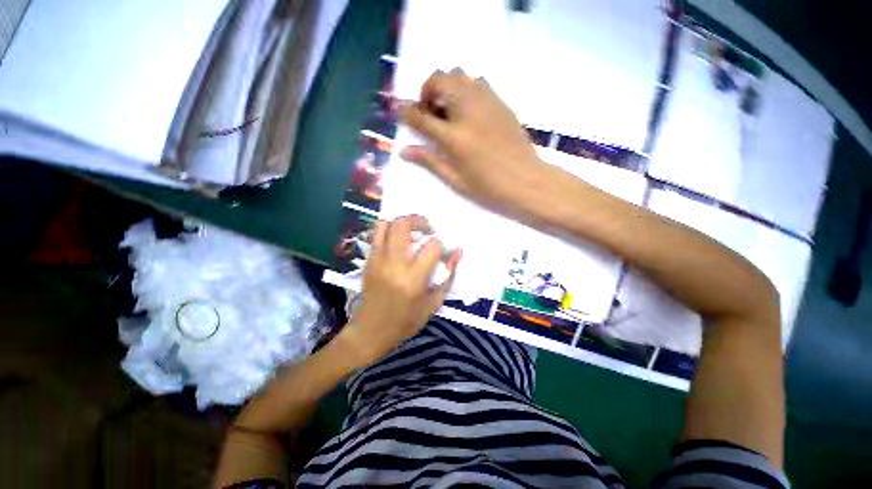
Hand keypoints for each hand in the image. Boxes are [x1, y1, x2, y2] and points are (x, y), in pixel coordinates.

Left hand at [339, 215, 460, 365]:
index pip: (432, 246)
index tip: (441, 252)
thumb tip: (458, 251)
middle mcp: (394, 263)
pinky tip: (398, 241)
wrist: (369, 331)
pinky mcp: (368, 260)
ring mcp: (377, 259)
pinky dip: (389, 230)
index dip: (441, 245)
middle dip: (419, 221)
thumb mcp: (433, 303)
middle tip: (427, 229)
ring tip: (411, 232)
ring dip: (402, 222)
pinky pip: (376, 234)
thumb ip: (448, 276)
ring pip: (386, 224)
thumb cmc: (405, 322)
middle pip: (403, 224)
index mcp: (413, 278)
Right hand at [398, 68, 549, 214]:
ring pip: (458, 75)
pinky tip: (468, 112)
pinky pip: (477, 82)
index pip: (421, 116)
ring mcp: (487, 103)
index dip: (406, 112)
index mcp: (454, 137)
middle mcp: (468, 111)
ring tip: (449, 112)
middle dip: (427, 92)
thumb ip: (429, 160)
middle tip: (430, 114)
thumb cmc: (488, 188)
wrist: (526, 181)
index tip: (400, 112)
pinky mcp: (501, 102)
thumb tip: (403, 150)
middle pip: (439, 80)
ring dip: (446, 88)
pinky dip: (465, 90)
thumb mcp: (454, 179)